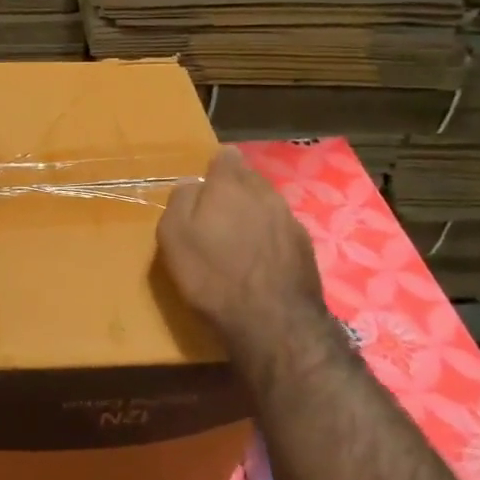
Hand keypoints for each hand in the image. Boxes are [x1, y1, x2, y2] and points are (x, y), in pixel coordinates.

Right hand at [158, 147, 327, 339]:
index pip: (226, 157)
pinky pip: (281, 230)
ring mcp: (290, 219)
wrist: (273, 322)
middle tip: (216, 215)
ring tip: (238, 240)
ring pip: (267, 204)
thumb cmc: (212, 275)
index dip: (215, 168)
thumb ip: (180, 201)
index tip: (204, 187)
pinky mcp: (305, 247)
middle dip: (234, 190)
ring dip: (254, 214)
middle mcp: (264, 193)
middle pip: (248, 179)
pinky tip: (259, 261)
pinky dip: (270, 238)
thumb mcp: (173, 236)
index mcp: (230, 184)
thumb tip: (192, 184)